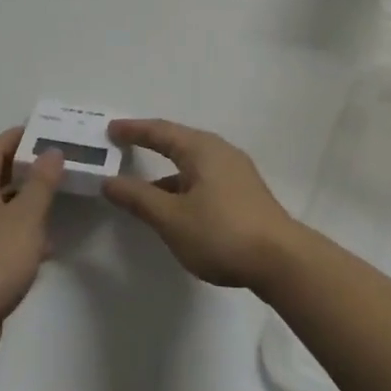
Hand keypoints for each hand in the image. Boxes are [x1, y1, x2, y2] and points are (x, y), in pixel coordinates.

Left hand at [0, 129, 62, 369]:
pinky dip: (20, 233)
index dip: (17, 137)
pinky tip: (44, 247)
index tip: (45, 132)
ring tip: (57, 201)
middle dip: (25, 168)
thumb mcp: (26, 217)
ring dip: (25, 202)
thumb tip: (50, 151)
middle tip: (57, 164)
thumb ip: (41, 182)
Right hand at [103, 119, 300, 289]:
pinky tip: (174, 207)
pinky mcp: (244, 193)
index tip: (110, 129)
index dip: (134, 130)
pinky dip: (182, 184)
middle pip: (178, 141)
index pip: (160, 131)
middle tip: (123, 146)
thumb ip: (138, 198)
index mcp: (201, 149)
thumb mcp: (172, 218)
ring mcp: (235, 172)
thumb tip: (110, 181)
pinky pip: (203, 177)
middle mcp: (220, 152)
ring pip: (192, 163)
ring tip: (141, 186)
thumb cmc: (221, 233)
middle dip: (150, 144)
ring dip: (166, 170)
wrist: (281, 260)